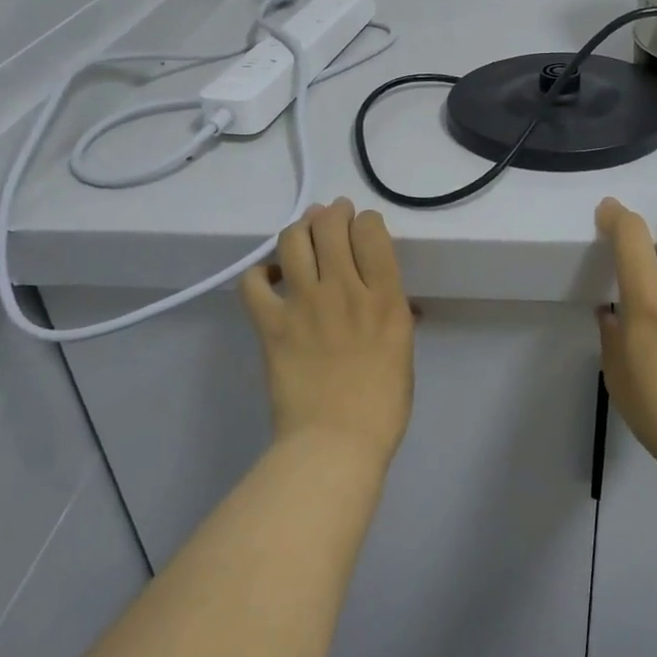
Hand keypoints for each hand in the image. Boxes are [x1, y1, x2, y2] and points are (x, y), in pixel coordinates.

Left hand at [239, 198, 415, 467]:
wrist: (335, 443)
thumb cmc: (382, 407)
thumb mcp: (402, 353)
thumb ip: (395, 317)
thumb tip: (392, 301)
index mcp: (385, 298)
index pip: (371, 232)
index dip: (366, 220)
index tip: (364, 226)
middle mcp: (344, 289)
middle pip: (331, 227)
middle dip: (332, 213)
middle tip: (331, 215)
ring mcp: (304, 304)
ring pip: (293, 241)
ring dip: (299, 228)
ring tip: (302, 231)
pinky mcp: (271, 324)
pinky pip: (253, 282)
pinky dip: (259, 273)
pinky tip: (269, 277)